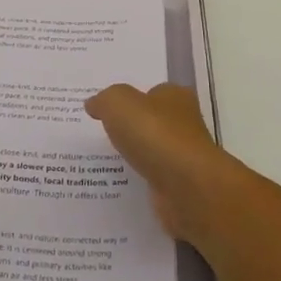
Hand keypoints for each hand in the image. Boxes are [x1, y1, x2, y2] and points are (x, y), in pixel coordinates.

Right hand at [85, 83, 239, 242]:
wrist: (187, 188)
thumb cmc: (155, 134)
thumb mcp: (119, 103)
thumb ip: (104, 100)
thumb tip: (94, 104)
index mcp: (175, 96)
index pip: (152, 92)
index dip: (131, 99)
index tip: (108, 109)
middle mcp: (184, 123)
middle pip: (152, 122)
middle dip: (131, 128)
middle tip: (100, 133)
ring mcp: (183, 156)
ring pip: (152, 152)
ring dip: (134, 156)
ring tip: (103, 160)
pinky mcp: (180, 186)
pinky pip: (152, 178)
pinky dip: (139, 180)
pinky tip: (118, 182)